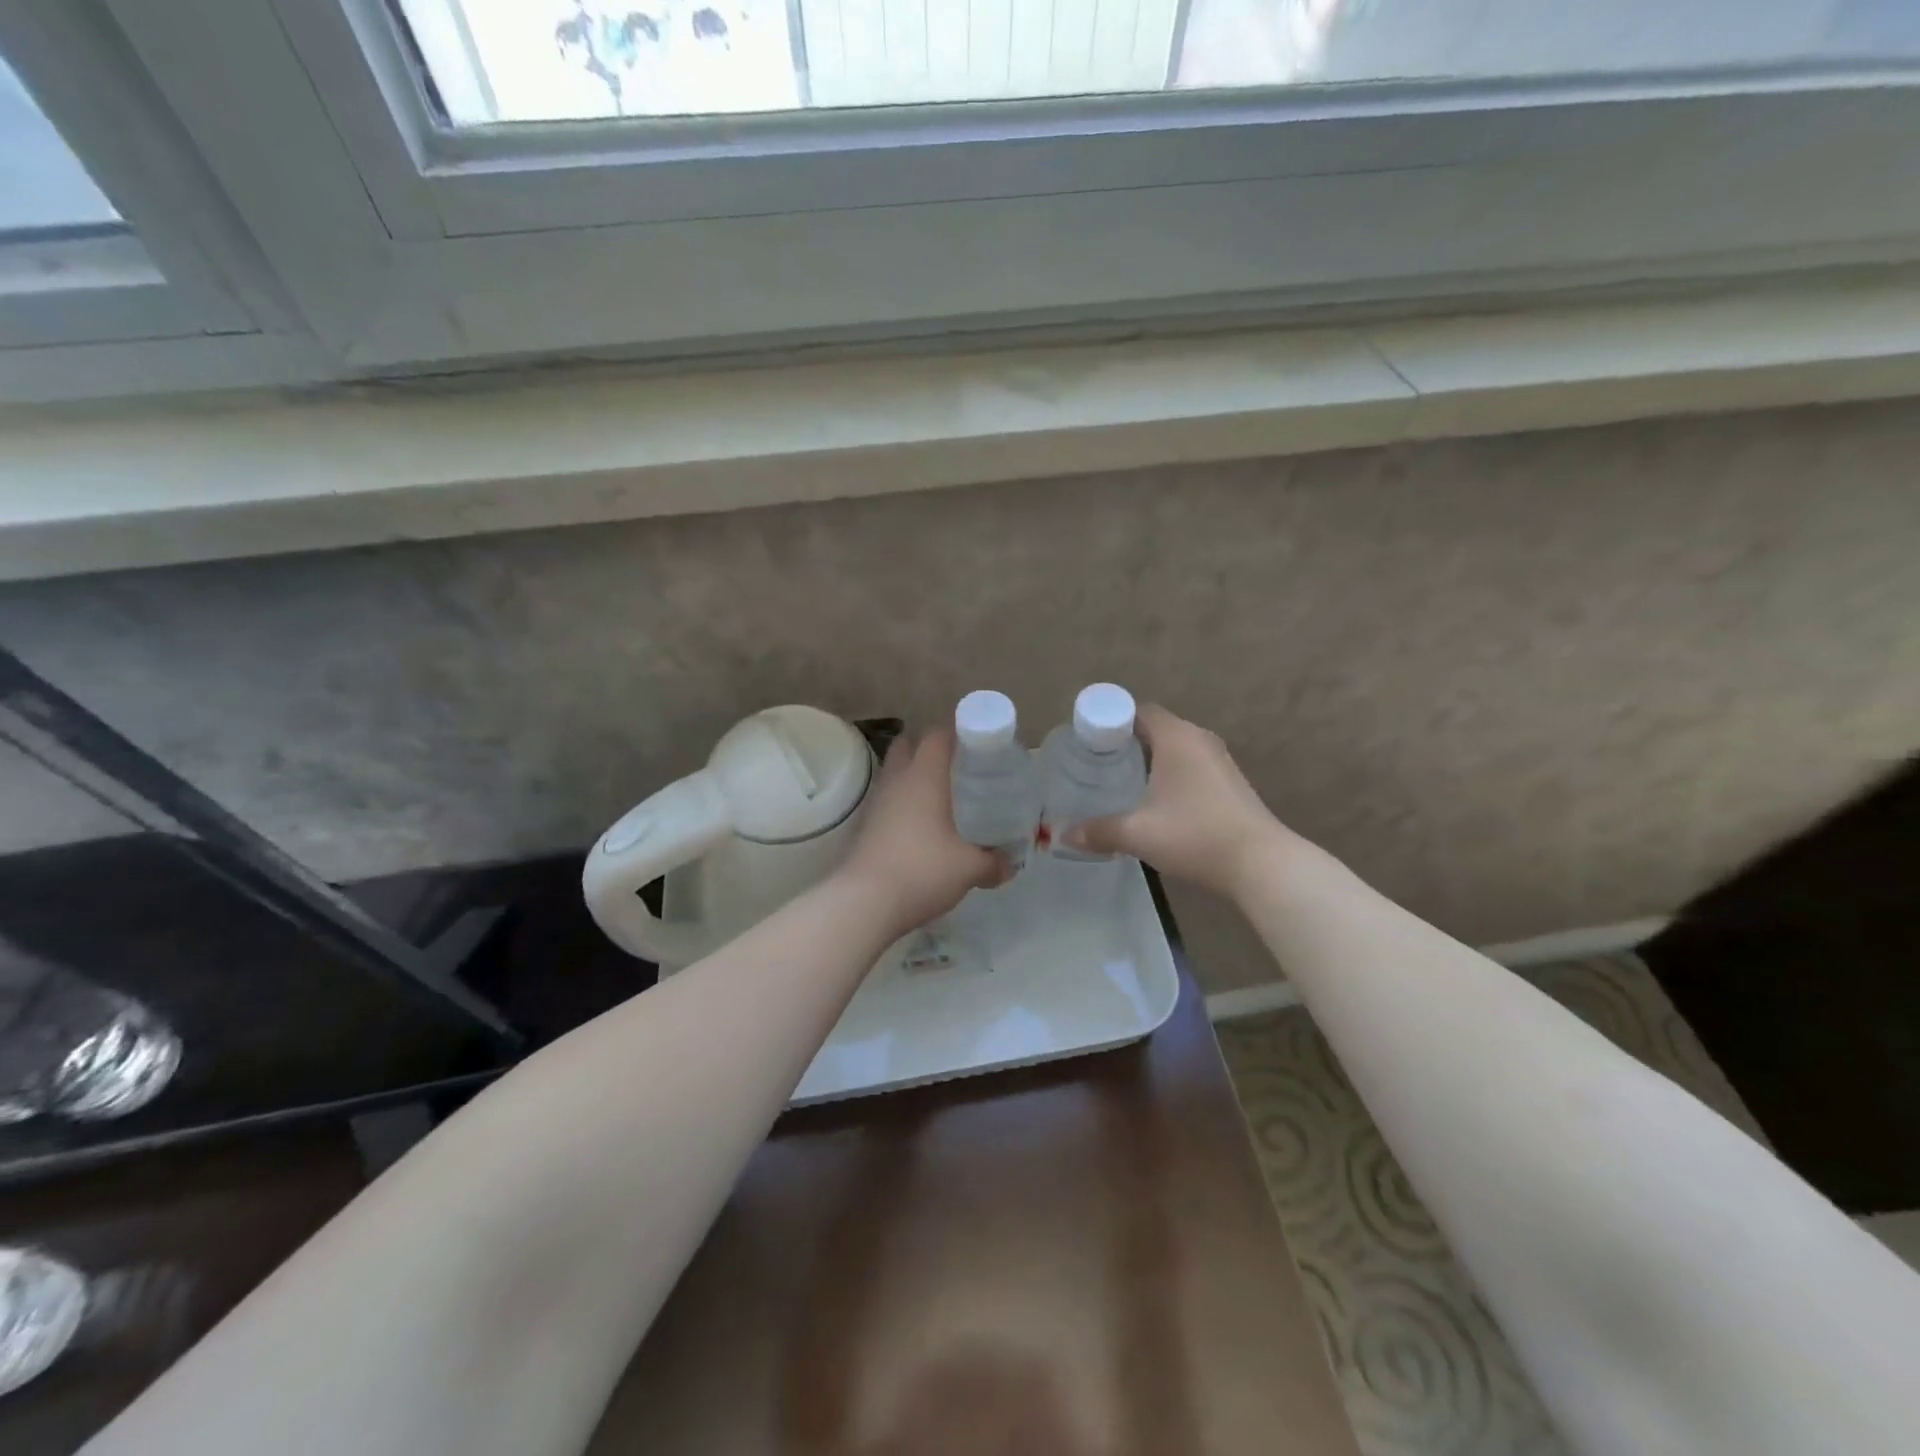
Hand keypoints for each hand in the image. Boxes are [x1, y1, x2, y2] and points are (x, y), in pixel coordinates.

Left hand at [835, 729, 1005, 939]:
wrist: (864, 902)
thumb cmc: (922, 871)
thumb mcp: (968, 868)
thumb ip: (992, 863)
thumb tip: (1009, 866)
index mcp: (924, 776)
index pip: (937, 734)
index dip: (957, 732)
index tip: (978, 744)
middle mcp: (897, 780)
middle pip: (908, 744)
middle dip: (930, 748)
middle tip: (957, 768)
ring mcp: (877, 802)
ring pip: (895, 772)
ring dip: (914, 776)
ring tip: (941, 797)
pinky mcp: (865, 825)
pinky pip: (887, 800)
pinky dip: (903, 803)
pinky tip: (921, 826)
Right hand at [1061, 704, 1290, 903]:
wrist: (1262, 864)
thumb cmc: (1195, 836)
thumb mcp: (1138, 834)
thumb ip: (1098, 831)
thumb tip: (1063, 835)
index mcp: (1177, 737)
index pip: (1138, 711)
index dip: (1111, 722)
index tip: (1089, 743)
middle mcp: (1200, 740)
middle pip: (1156, 729)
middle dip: (1126, 743)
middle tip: (1097, 765)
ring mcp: (1220, 761)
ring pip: (1175, 749)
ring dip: (1150, 761)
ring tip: (1121, 784)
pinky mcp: (1231, 784)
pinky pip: (1191, 767)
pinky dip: (1170, 775)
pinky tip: (1156, 803)